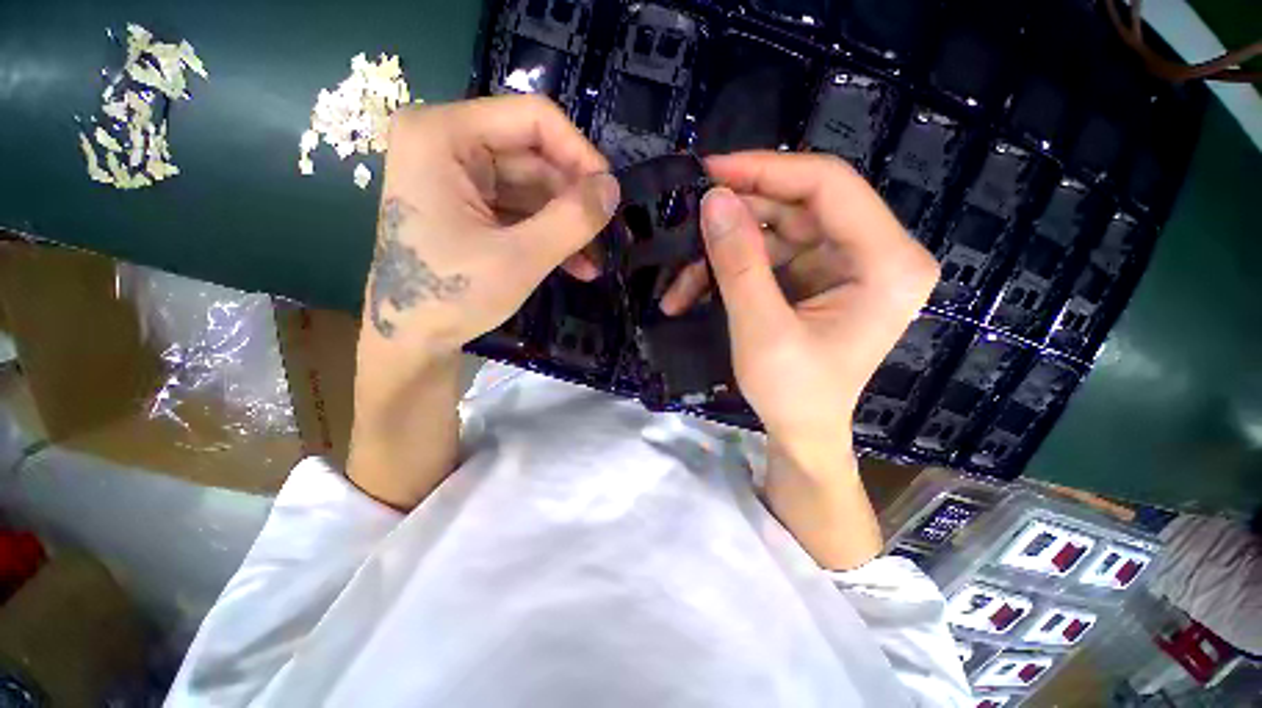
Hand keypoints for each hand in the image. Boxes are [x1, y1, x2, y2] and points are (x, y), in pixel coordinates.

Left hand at [364, 94, 618, 356]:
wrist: (410, 340)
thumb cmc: (451, 296)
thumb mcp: (520, 258)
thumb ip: (572, 219)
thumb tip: (614, 188)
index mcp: (444, 135)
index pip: (533, 118)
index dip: (580, 154)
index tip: (610, 195)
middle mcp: (448, 144)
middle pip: (535, 156)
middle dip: (575, 200)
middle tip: (609, 235)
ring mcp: (458, 177)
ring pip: (534, 188)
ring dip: (568, 225)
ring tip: (596, 261)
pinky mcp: (469, 207)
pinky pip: (521, 210)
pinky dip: (550, 235)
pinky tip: (577, 266)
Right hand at [663, 152, 937, 469]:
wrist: (802, 432)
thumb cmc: (793, 393)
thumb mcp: (761, 329)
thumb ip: (738, 262)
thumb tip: (713, 199)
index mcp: (887, 263)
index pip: (829, 186)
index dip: (766, 171)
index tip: (711, 170)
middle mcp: (875, 253)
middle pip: (798, 206)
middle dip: (736, 217)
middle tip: (686, 222)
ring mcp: (844, 263)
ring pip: (775, 231)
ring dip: (722, 252)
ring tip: (678, 282)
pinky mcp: (817, 276)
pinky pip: (769, 255)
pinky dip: (729, 269)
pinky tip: (692, 292)